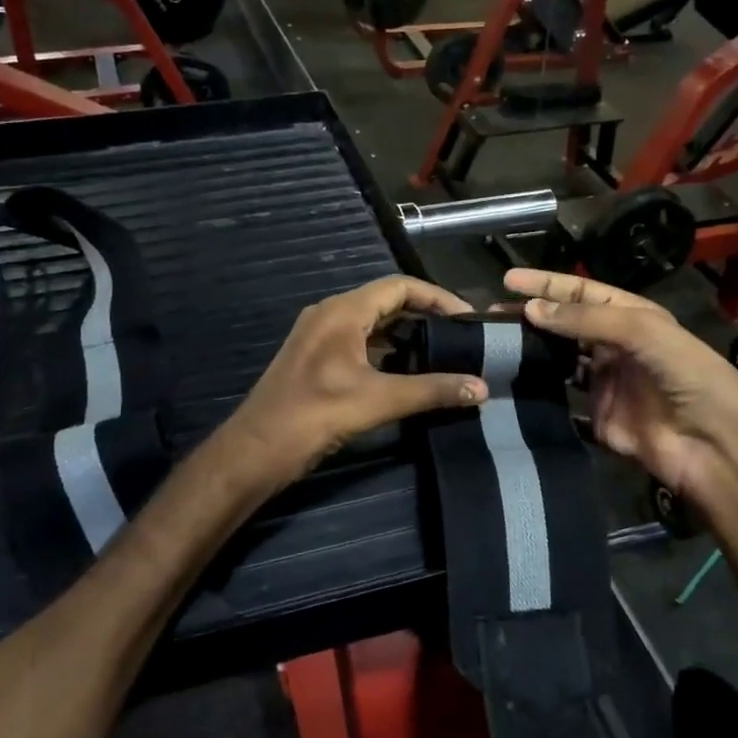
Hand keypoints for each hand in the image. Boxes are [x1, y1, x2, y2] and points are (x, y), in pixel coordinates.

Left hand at [228, 277, 486, 483]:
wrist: (256, 451)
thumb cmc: (314, 416)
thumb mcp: (378, 401)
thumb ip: (431, 391)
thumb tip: (481, 388)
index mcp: (342, 312)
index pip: (399, 286)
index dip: (437, 297)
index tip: (468, 318)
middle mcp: (329, 315)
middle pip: (386, 302)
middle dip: (425, 316)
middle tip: (460, 336)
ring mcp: (319, 337)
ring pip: (372, 325)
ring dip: (406, 335)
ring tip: (442, 354)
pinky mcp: (315, 360)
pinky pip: (359, 343)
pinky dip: (386, 351)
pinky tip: (408, 373)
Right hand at [504, 269, 737, 505]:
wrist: (713, 445)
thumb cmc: (686, 375)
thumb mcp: (642, 331)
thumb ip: (585, 318)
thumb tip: (530, 308)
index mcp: (630, 318)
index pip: (580, 292)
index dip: (545, 284)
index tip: (506, 281)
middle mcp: (614, 347)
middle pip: (564, 326)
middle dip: (530, 318)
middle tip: (490, 319)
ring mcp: (604, 385)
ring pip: (558, 363)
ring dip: (530, 354)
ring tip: (493, 348)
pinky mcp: (596, 420)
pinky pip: (562, 403)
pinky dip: (538, 395)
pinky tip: (510, 388)